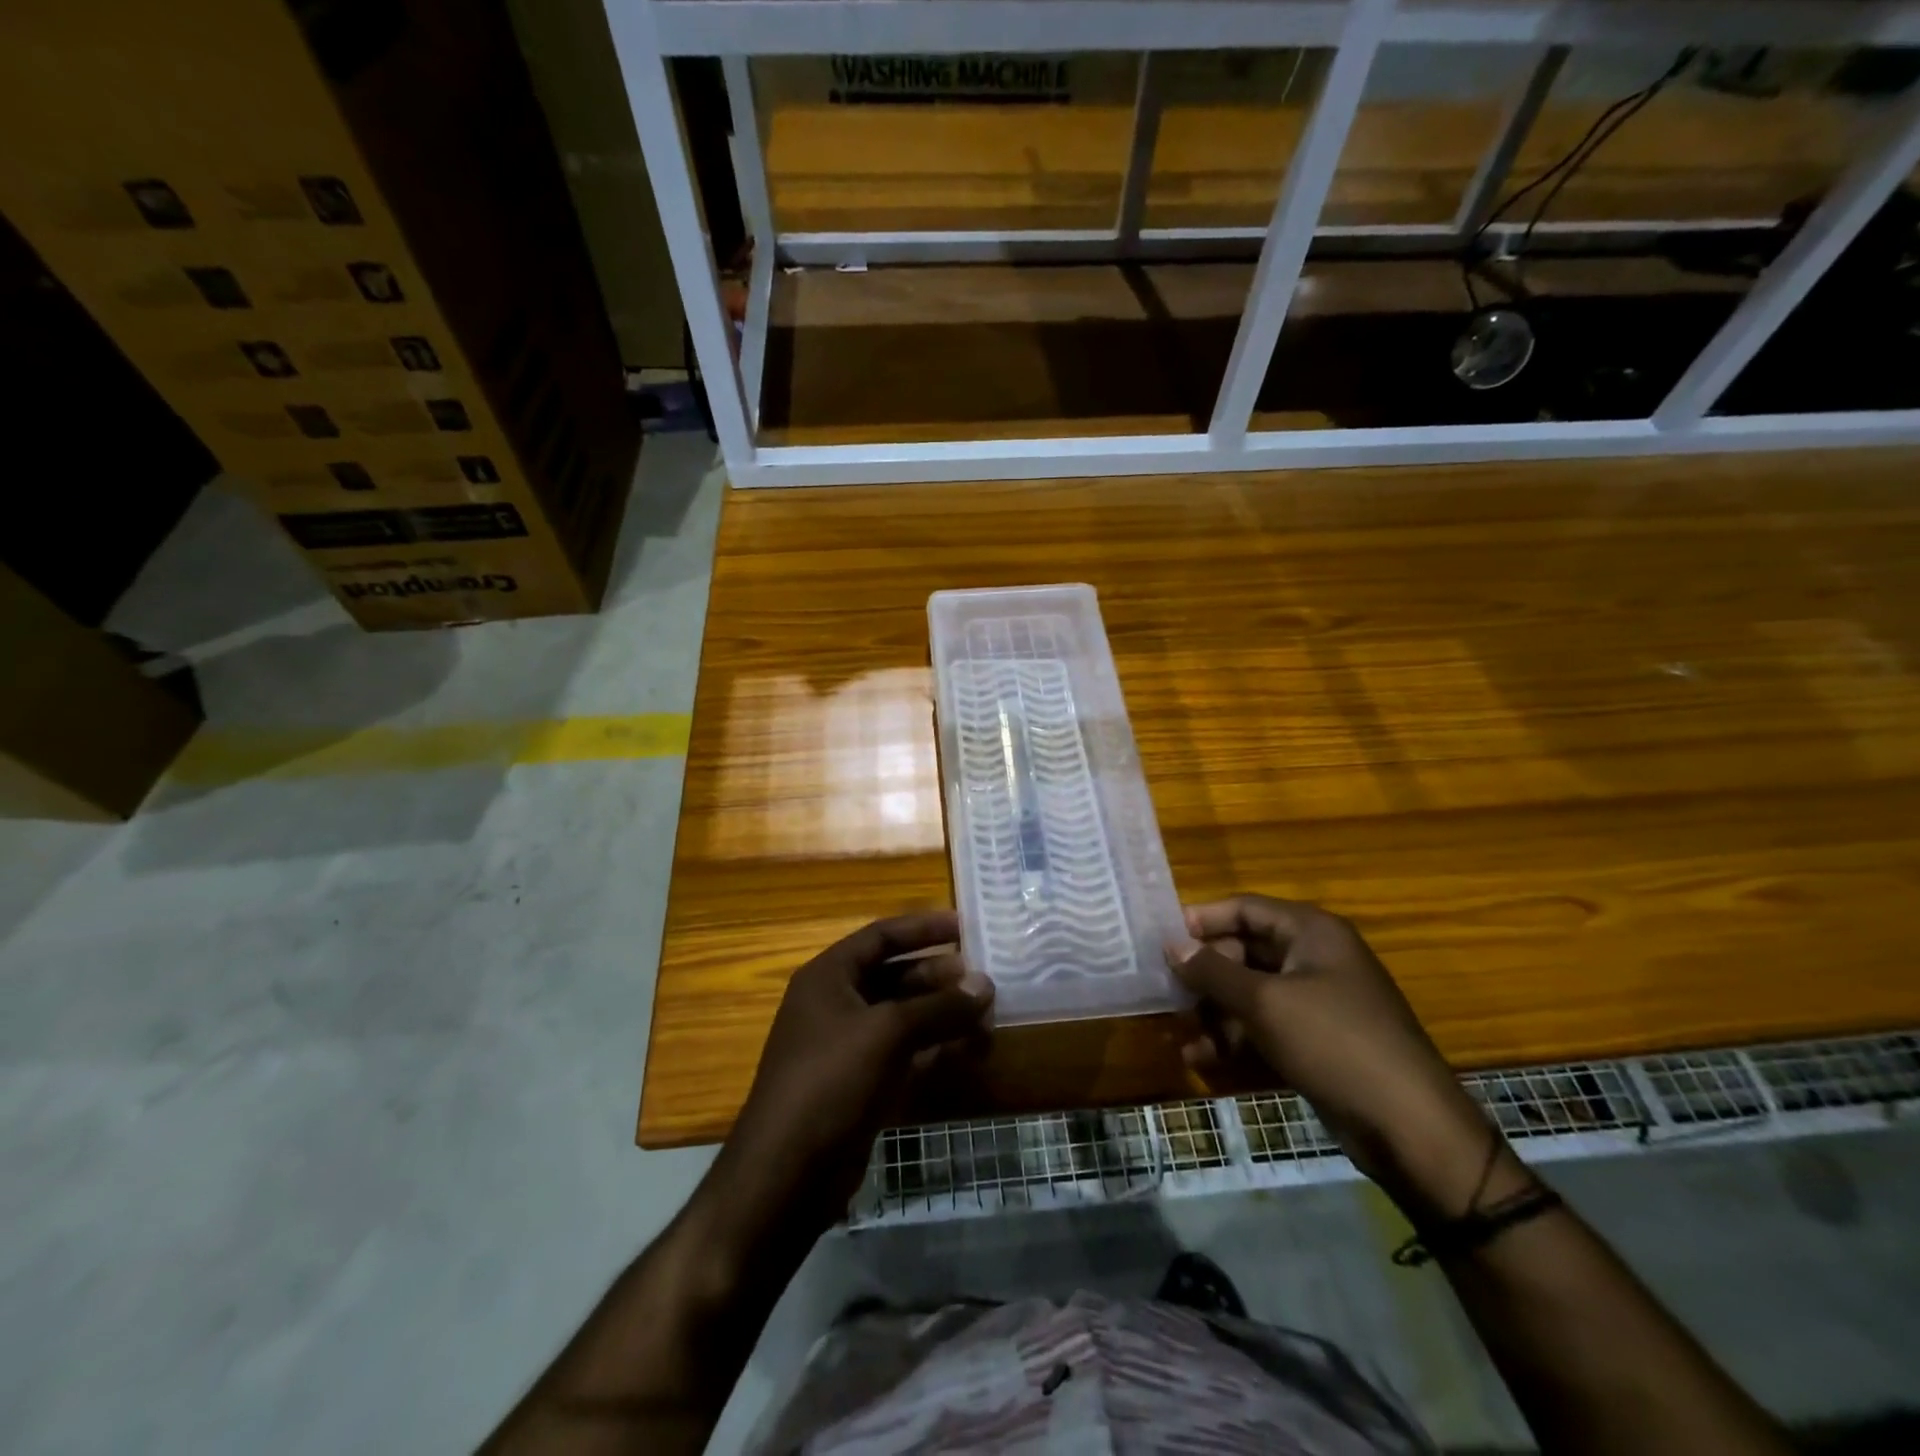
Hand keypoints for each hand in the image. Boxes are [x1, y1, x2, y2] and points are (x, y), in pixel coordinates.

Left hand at [721, 912, 993, 1232]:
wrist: (787, 1174)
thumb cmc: (831, 1081)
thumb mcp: (887, 1033)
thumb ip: (939, 1006)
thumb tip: (985, 984)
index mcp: (828, 977)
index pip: (880, 937)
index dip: (921, 928)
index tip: (963, 926)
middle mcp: (836, 1004)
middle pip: (894, 977)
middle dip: (938, 976)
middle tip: (982, 978)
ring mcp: (848, 1047)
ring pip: (903, 1018)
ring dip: (942, 1014)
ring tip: (986, 1012)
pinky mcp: (861, 1084)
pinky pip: (904, 1053)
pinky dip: (935, 1048)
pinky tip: (970, 1048)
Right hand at [1170, 895, 1521, 1219]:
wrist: (1410, 1128)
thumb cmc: (1334, 1043)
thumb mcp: (1264, 1002)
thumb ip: (1212, 971)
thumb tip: (1171, 945)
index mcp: (1310, 932)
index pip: (1244, 908)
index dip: (1201, 920)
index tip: (1160, 939)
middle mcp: (1313, 957)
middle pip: (1244, 950)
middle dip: (1204, 974)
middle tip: (1166, 993)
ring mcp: (1316, 1001)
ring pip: (1250, 992)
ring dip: (1214, 1011)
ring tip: (1181, 1034)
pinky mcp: (1316, 1040)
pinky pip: (1264, 1026)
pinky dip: (1234, 1038)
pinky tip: (1202, 1059)